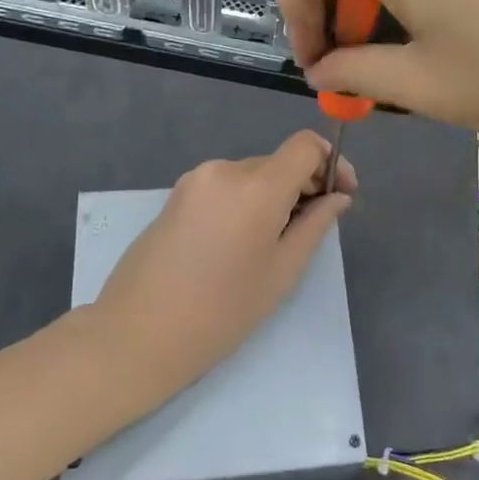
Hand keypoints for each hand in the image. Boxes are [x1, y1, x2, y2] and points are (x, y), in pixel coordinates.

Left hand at [84, 131, 355, 410]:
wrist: (137, 334)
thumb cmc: (221, 311)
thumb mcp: (281, 272)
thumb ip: (315, 226)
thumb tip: (337, 198)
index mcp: (257, 185)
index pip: (306, 145)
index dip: (331, 163)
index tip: (340, 194)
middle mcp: (225, 169)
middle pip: (278, 162)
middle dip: (303, 185)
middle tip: (313, 227)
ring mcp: (196, 180)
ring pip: (251, 175)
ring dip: (272, 195)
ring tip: (273, 242)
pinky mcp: (176, 195)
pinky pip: (225, 186)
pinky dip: (244, 201)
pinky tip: (240, 242)